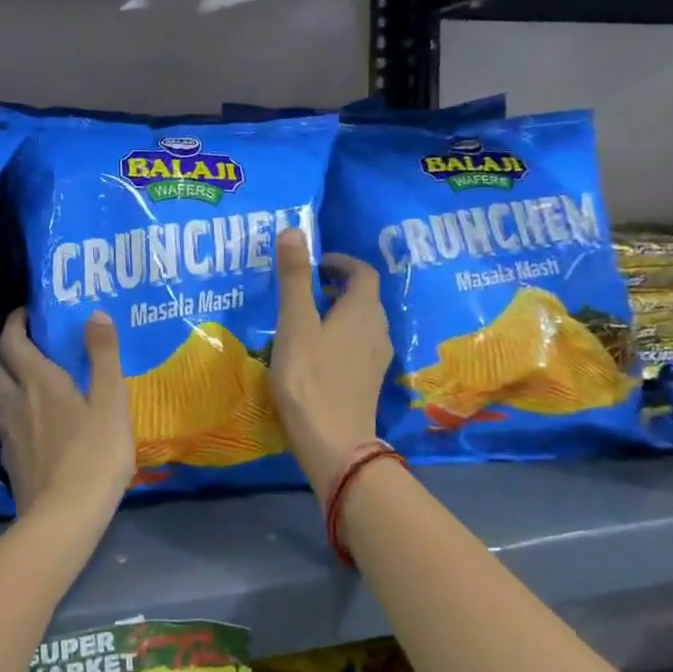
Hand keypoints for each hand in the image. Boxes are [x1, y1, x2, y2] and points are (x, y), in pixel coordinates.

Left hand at [0, 308, 135, 528]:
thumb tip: (94, 313)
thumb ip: (104, 355)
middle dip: (8, 349)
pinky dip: (9, 411)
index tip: (26, 313)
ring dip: (4, 380)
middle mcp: (15, 400)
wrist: (64, 517)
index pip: (12, 340)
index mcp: (39, 381)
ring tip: (24, 380)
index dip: (15, 322)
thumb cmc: (94, 454)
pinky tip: (26, 423)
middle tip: (28, 345)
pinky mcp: (8, 459)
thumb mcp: (111, 401)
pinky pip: (1, 423)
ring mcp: (8, 432)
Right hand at [270, 226, 392, 499]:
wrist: (333, 442)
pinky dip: (341, 336)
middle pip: (365, 297)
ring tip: (306, 318)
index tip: (314, 263)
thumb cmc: (309, 378)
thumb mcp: (295, 323)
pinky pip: (359, 345)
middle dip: (338, 286)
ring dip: (339, 312)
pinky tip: (315, 352)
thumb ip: (295, 277)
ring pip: (362, 323)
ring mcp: (376, 359)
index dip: (340, 262)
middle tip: (304, 288)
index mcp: (363, 311)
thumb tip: (294, 229)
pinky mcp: (368, 381)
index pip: (363, 272)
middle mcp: (378, 330)